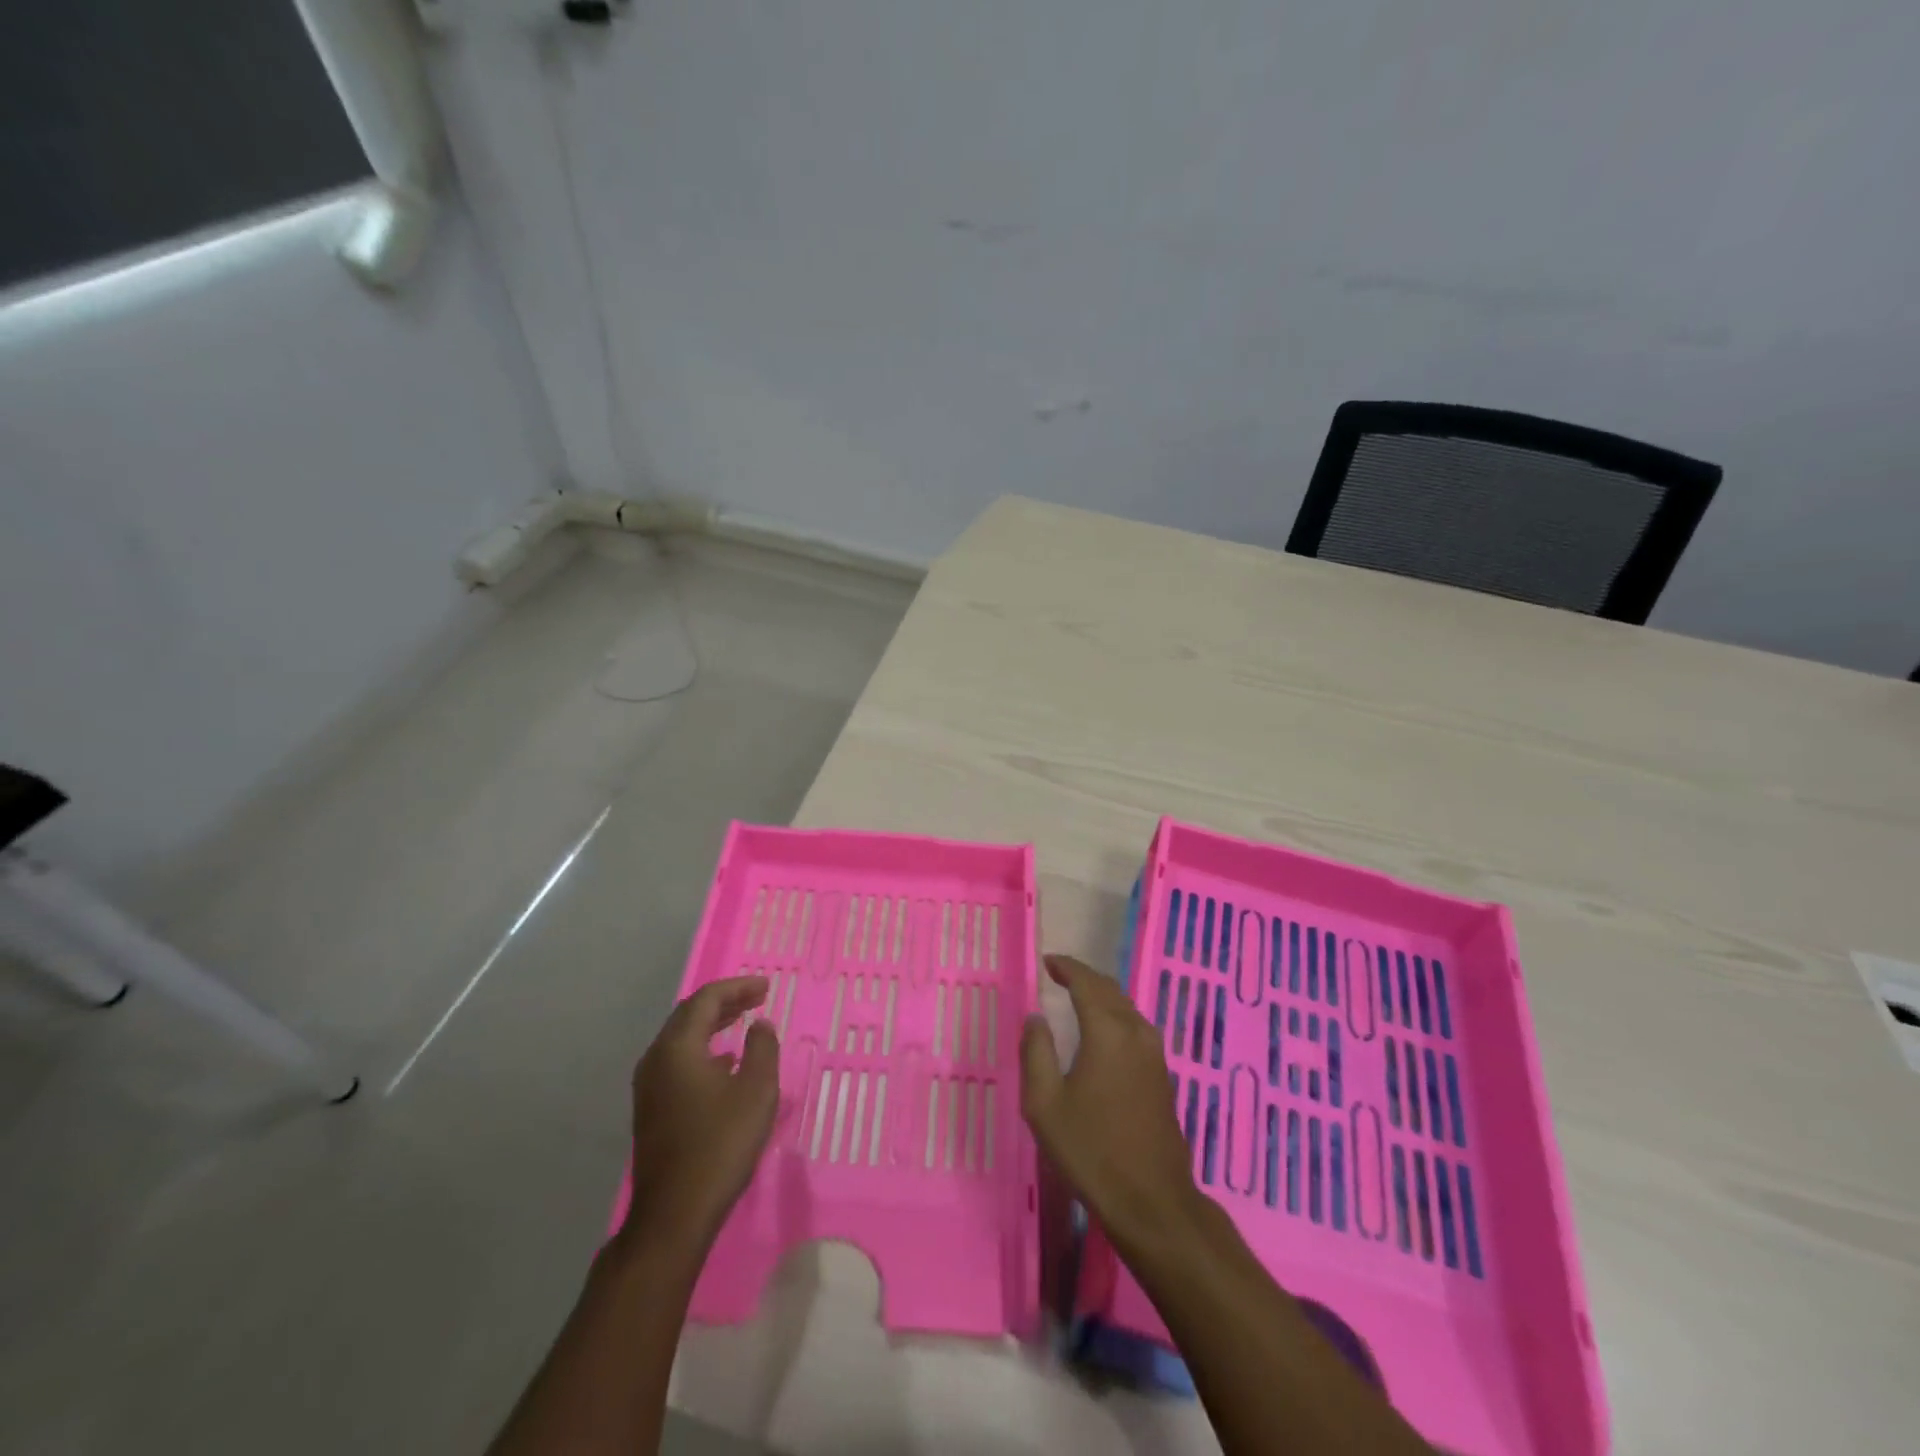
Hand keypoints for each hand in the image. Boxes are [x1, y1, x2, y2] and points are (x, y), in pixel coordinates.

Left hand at [623, 976, 779, 1253]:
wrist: (674, 1214)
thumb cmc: (720, 1144)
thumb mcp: (757, 1091)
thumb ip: (762, 1049)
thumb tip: (759, 1024)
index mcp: (678, 1048)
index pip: (706, 999)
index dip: (737, 987)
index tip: (766, 986)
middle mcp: (656, 1059)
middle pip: (689, 1015)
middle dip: (724, 1001)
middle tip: (756, 998)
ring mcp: (649, 1086)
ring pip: (681, 1039)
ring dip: (712, 1024)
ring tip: (742, 1021)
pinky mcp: (651, 1109)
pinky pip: (678, 1061)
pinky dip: (703, 1048)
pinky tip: (725, 1063)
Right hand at [1020, 955, 1207, 1254]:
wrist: (1152, 1201)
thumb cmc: (1091, 1150)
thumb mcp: (1045, 1104)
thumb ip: (1036, 1052)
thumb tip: (1036, 1017)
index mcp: (1107, 1031)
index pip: (1086, 982)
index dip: (1066, 967)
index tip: (1048, 962)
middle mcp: (1136, 1032)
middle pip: (1110, 990)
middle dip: (1084, 978)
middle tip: (1059, 976)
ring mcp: (1155, 1054)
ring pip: (1126, 1008)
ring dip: (1102, 997)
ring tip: (1078, 999)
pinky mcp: (1163, 1075)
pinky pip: (1136, 1028)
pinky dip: (1115, 1016)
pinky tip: (1103, 1033)